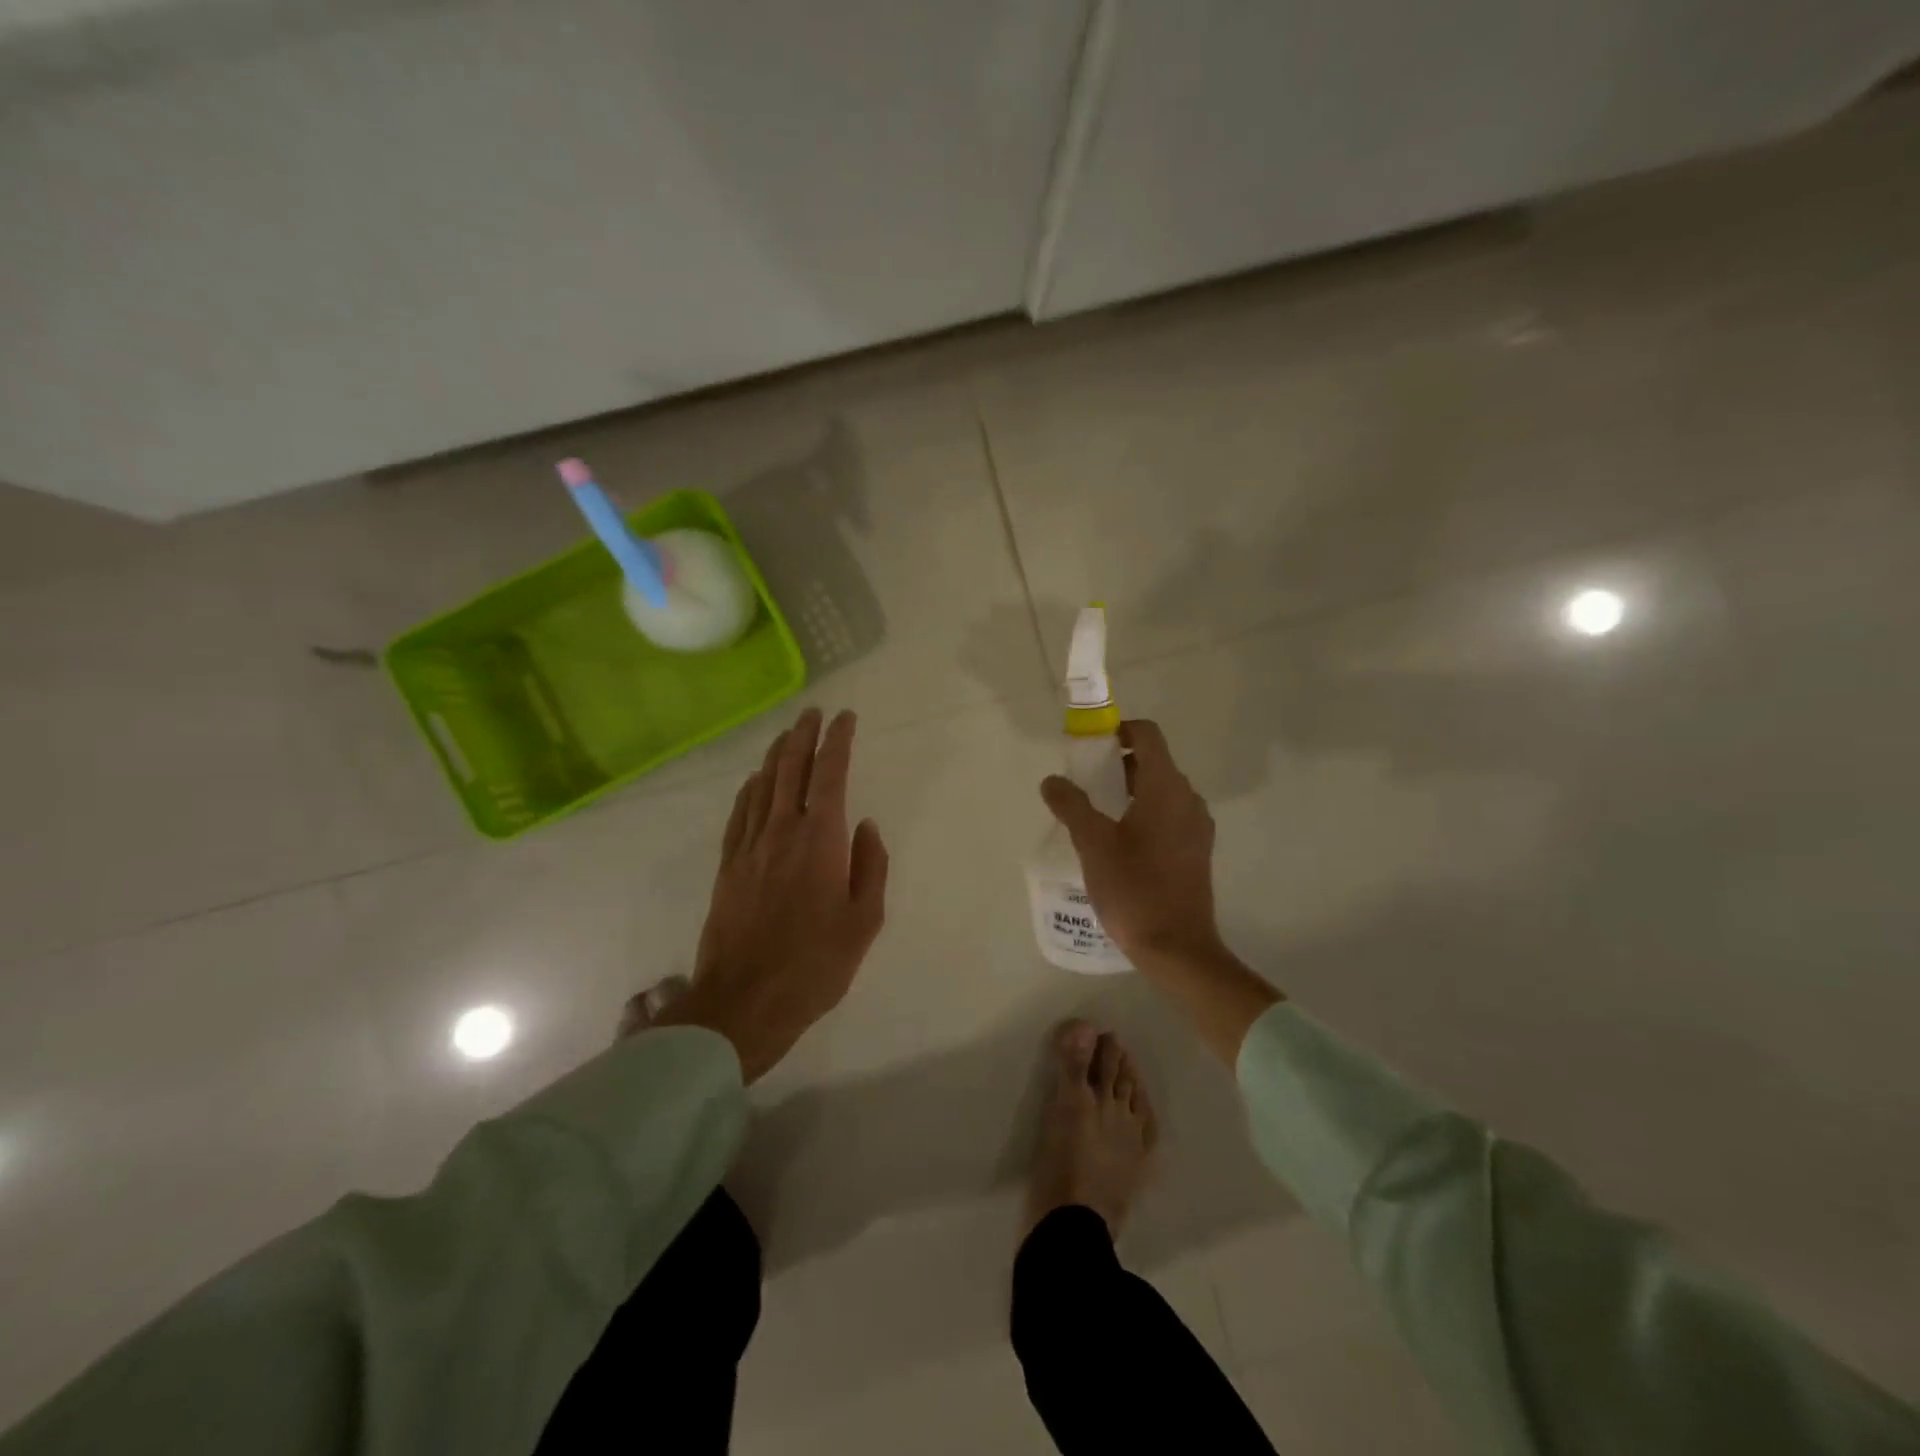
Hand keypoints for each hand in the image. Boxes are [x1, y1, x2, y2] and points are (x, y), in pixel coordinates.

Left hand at [657, 708, 888, 1082]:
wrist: (745, 1001)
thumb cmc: (815, 964)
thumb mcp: (864, 921)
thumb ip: (871, 867)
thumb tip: (866, 826)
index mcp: (820, 840)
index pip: (830, 774)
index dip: (838, 741)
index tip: (845, 718)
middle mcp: (782, 832)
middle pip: (790, 769)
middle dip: (803, 736)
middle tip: (812, 713)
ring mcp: (749, 847)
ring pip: (762, 786)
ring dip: (776, 756)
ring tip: (787, 736)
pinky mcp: (728, 866)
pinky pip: (739, 814)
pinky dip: (750, 790)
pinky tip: (754, 781)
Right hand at [1041, 720, 1279, 1063]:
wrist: (1177, 947)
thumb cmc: (1134, 888)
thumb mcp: (1093, 844)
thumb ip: (1071, 805)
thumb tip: (1052, 780)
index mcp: (1166, 788)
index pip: (1147, 735)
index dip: (1119, 729)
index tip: (1091, 746)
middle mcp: (1188, 799)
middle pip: (1153, 762)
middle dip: (1118, 764)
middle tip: (1085, 784)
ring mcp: (1197, 826)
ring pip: (1161, 791)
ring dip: (1130, 791)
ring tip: (1097, 815)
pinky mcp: (1197, 850)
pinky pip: (1170, 815)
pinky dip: (1145, 813)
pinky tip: (1120, 842)